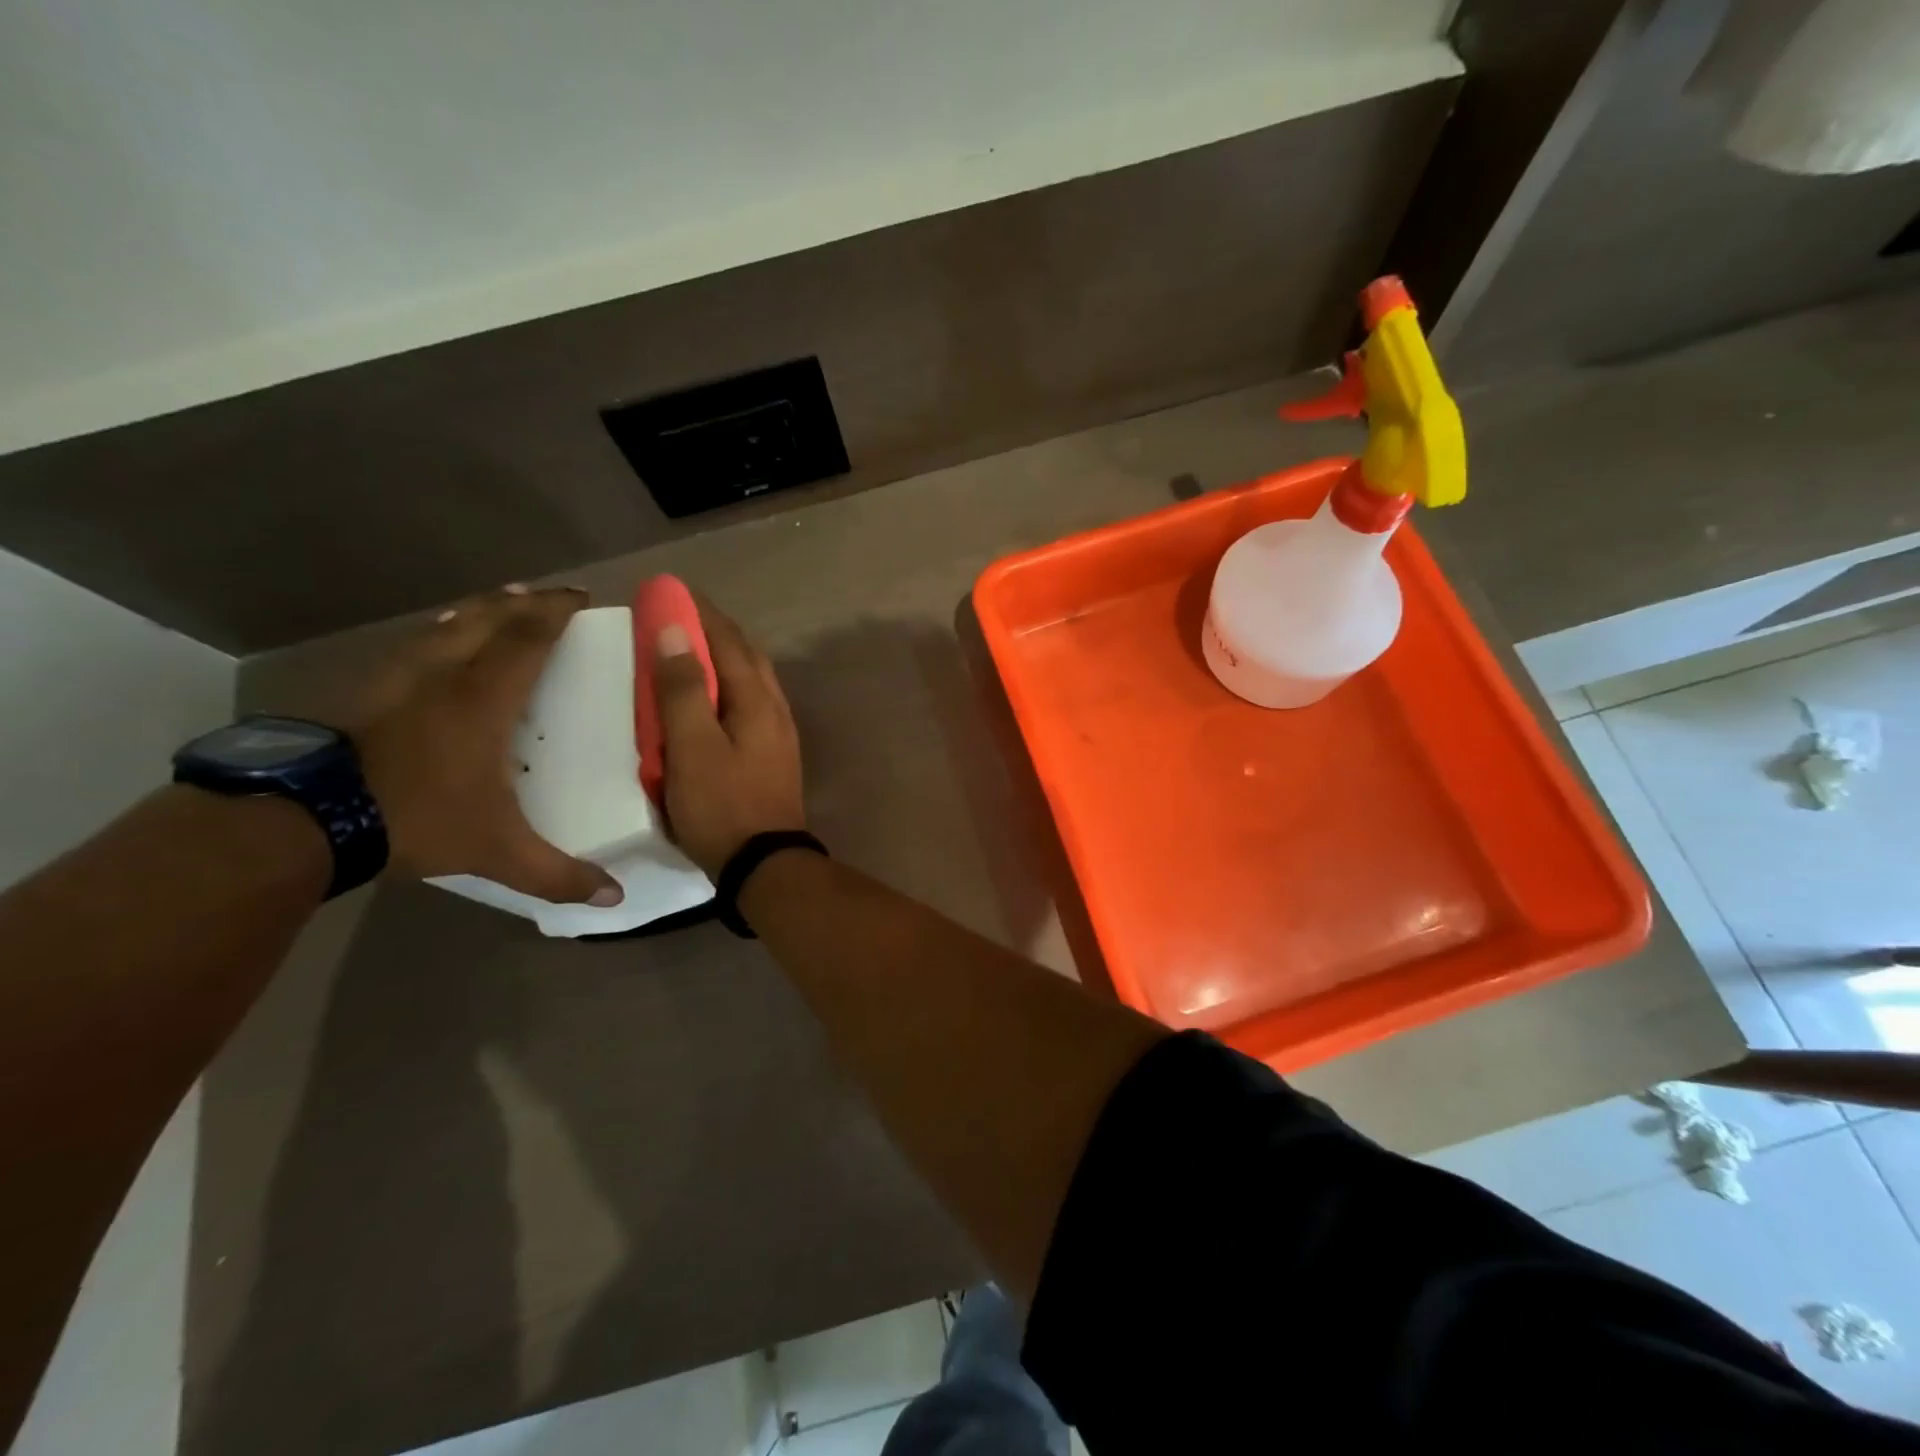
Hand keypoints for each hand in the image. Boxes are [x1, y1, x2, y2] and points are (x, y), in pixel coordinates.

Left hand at [354, 586, 623, 905]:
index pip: (528, 637)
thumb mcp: (495, 851)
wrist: (298, 818)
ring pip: (446, 623)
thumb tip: (615, 898)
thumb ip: (557, 874)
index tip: (581, 597)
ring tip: (500, 603)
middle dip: (523, 601)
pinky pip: (415, 643)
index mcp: (483, 698)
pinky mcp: (361, 687)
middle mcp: (444, 672)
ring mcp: (396, 675)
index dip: (556, 611)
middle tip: (548, 595)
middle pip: (488, 616)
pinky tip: (438, 643)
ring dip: (480, 609)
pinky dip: (441, 632)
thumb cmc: (414, 818)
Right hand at [651, 597, 805, 877]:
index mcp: (757, 700)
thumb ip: (683, 690)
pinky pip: (750, 703)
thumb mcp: (692, 748)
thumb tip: (677, 630)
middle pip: (746, 655)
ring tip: (692, 649)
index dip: (701, 612)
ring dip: (724, 656)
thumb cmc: (722, 805)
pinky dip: (728, 686)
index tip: (672, 590)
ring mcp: (778, 732)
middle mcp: (774, 708)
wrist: (765, 864)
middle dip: (715, 629)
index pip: (728, 640)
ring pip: (751, 679)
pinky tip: (712, 698)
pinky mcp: (773, 754)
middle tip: (680, 614)